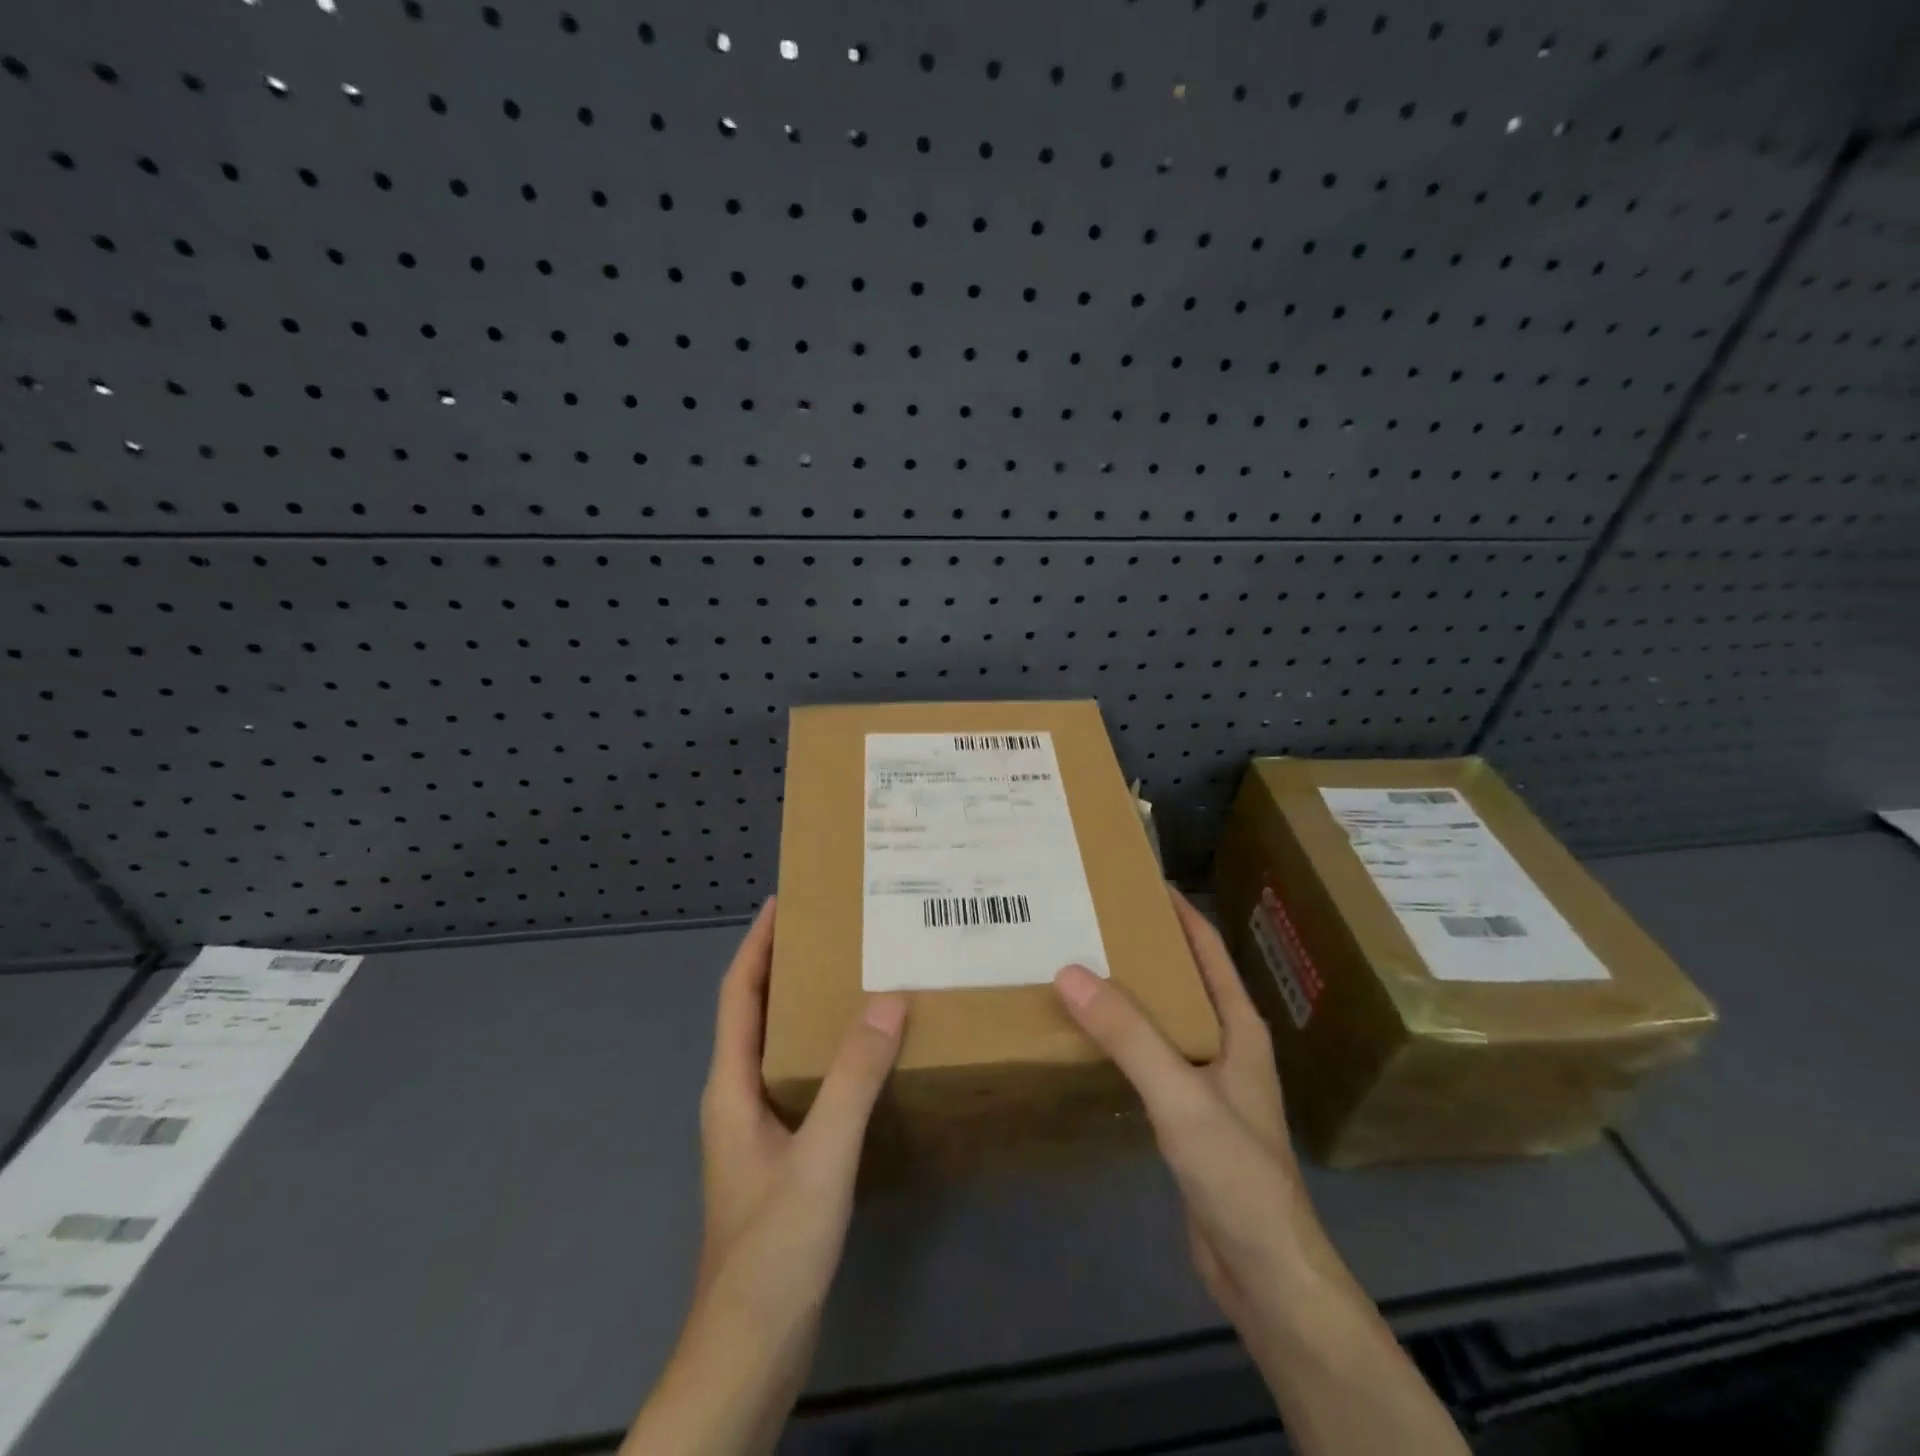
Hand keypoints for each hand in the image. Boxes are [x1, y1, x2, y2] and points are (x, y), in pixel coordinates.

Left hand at [624, 898, 907, 1455]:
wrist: (749, 1355)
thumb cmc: (772, 1250)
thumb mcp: (820, 1157)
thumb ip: (854, 1078)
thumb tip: (888, 999)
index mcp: (731, 1087)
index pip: (737, 994)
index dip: (757, 944)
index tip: (785, 900)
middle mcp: (738, 1098)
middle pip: (757, 1014)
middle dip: (786, 966)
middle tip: (837, 931)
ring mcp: (758, 1130)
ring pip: (781, 1048)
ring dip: (808, 1008)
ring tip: (857, 978)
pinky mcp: (782, 1157)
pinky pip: (804, 1082)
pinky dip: (828, 1054)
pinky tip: (867, 1058)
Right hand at [1055, 887, 1309, 1332]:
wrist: (1265, 1272)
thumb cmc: (1236, 1173)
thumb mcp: (1180, 1096)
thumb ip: (1128, 1035)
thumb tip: (1069, 971)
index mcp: (1239, 1027)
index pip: (1208, 949)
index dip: (1178, 911)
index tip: (1137, 879)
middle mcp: (1226, 1045)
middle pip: (1183, 980)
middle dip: (1144, 948)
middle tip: (1090, 922)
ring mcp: (1208, 1082)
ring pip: (1165, 1020)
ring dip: (1131, 994)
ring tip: (1080, 969)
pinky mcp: (1189, 1116)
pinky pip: (1152, 1058)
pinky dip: (1124, 1039)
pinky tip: (1091, 1038)